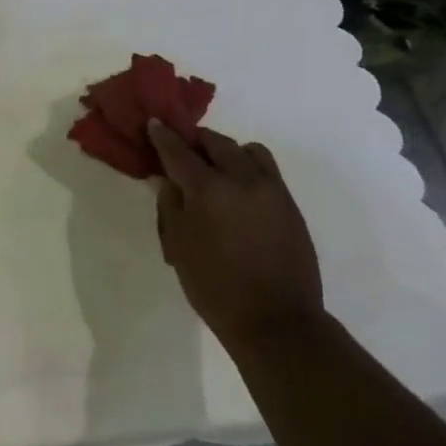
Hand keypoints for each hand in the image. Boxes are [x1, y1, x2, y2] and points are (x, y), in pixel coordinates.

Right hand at [147, 121, 323, 348]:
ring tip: (218, 169)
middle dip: (197, 142)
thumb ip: (170, 205)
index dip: (163, 136)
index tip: (154, 124)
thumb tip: (169, 180)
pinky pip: (267, 171)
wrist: (276, 321)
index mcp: (208, 188)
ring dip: (228, 151)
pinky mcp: (290, 205)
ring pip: (248, 151)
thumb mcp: (178, 245)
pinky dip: (249, 168)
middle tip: (184, 150)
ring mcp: (271, 190)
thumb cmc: (215, 286)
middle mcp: (242, 179)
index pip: (179, 151)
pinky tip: (240, 191)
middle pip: (216, 142)